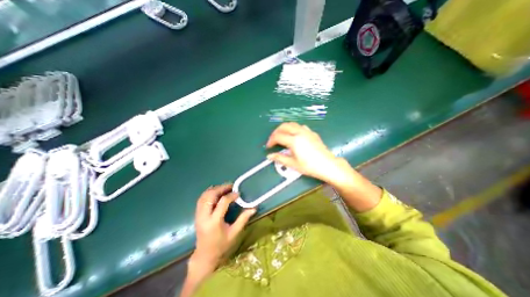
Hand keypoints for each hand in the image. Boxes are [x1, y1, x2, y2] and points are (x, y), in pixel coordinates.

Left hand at [192, 184, 254, 274]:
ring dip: (215, 189)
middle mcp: (204, 216)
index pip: (222, 202)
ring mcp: (198, 215)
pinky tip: (216, 192)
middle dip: (221, 188)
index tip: (238, 193)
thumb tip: (253, 208)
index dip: (231, 195)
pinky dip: (209, 193)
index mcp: (214, 222)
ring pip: (204, 196)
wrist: (205, 256)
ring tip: (225, 188)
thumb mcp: (234, 233)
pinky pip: (201, 199)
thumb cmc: (221, 246)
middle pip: (210, 196)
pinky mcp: (197, 215)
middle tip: (231, 186)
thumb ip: (243, 219)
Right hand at [267, 122, 350, 184]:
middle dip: (276, 132)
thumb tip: (269, 156)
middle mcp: (299, 132)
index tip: (268, 147)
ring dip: (284, 128)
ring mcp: (307, 131)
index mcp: (294, 140)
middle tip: (273, 140)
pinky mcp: (312, 133)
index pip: (278, 136)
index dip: (271, 141)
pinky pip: (299, 126)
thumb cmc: (309, 166)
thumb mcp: (293, 164)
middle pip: (283, 126)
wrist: (328, 165)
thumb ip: (280, 158)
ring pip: (292, 124)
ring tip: (281, 137)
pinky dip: (293, 128)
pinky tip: (294, 136)